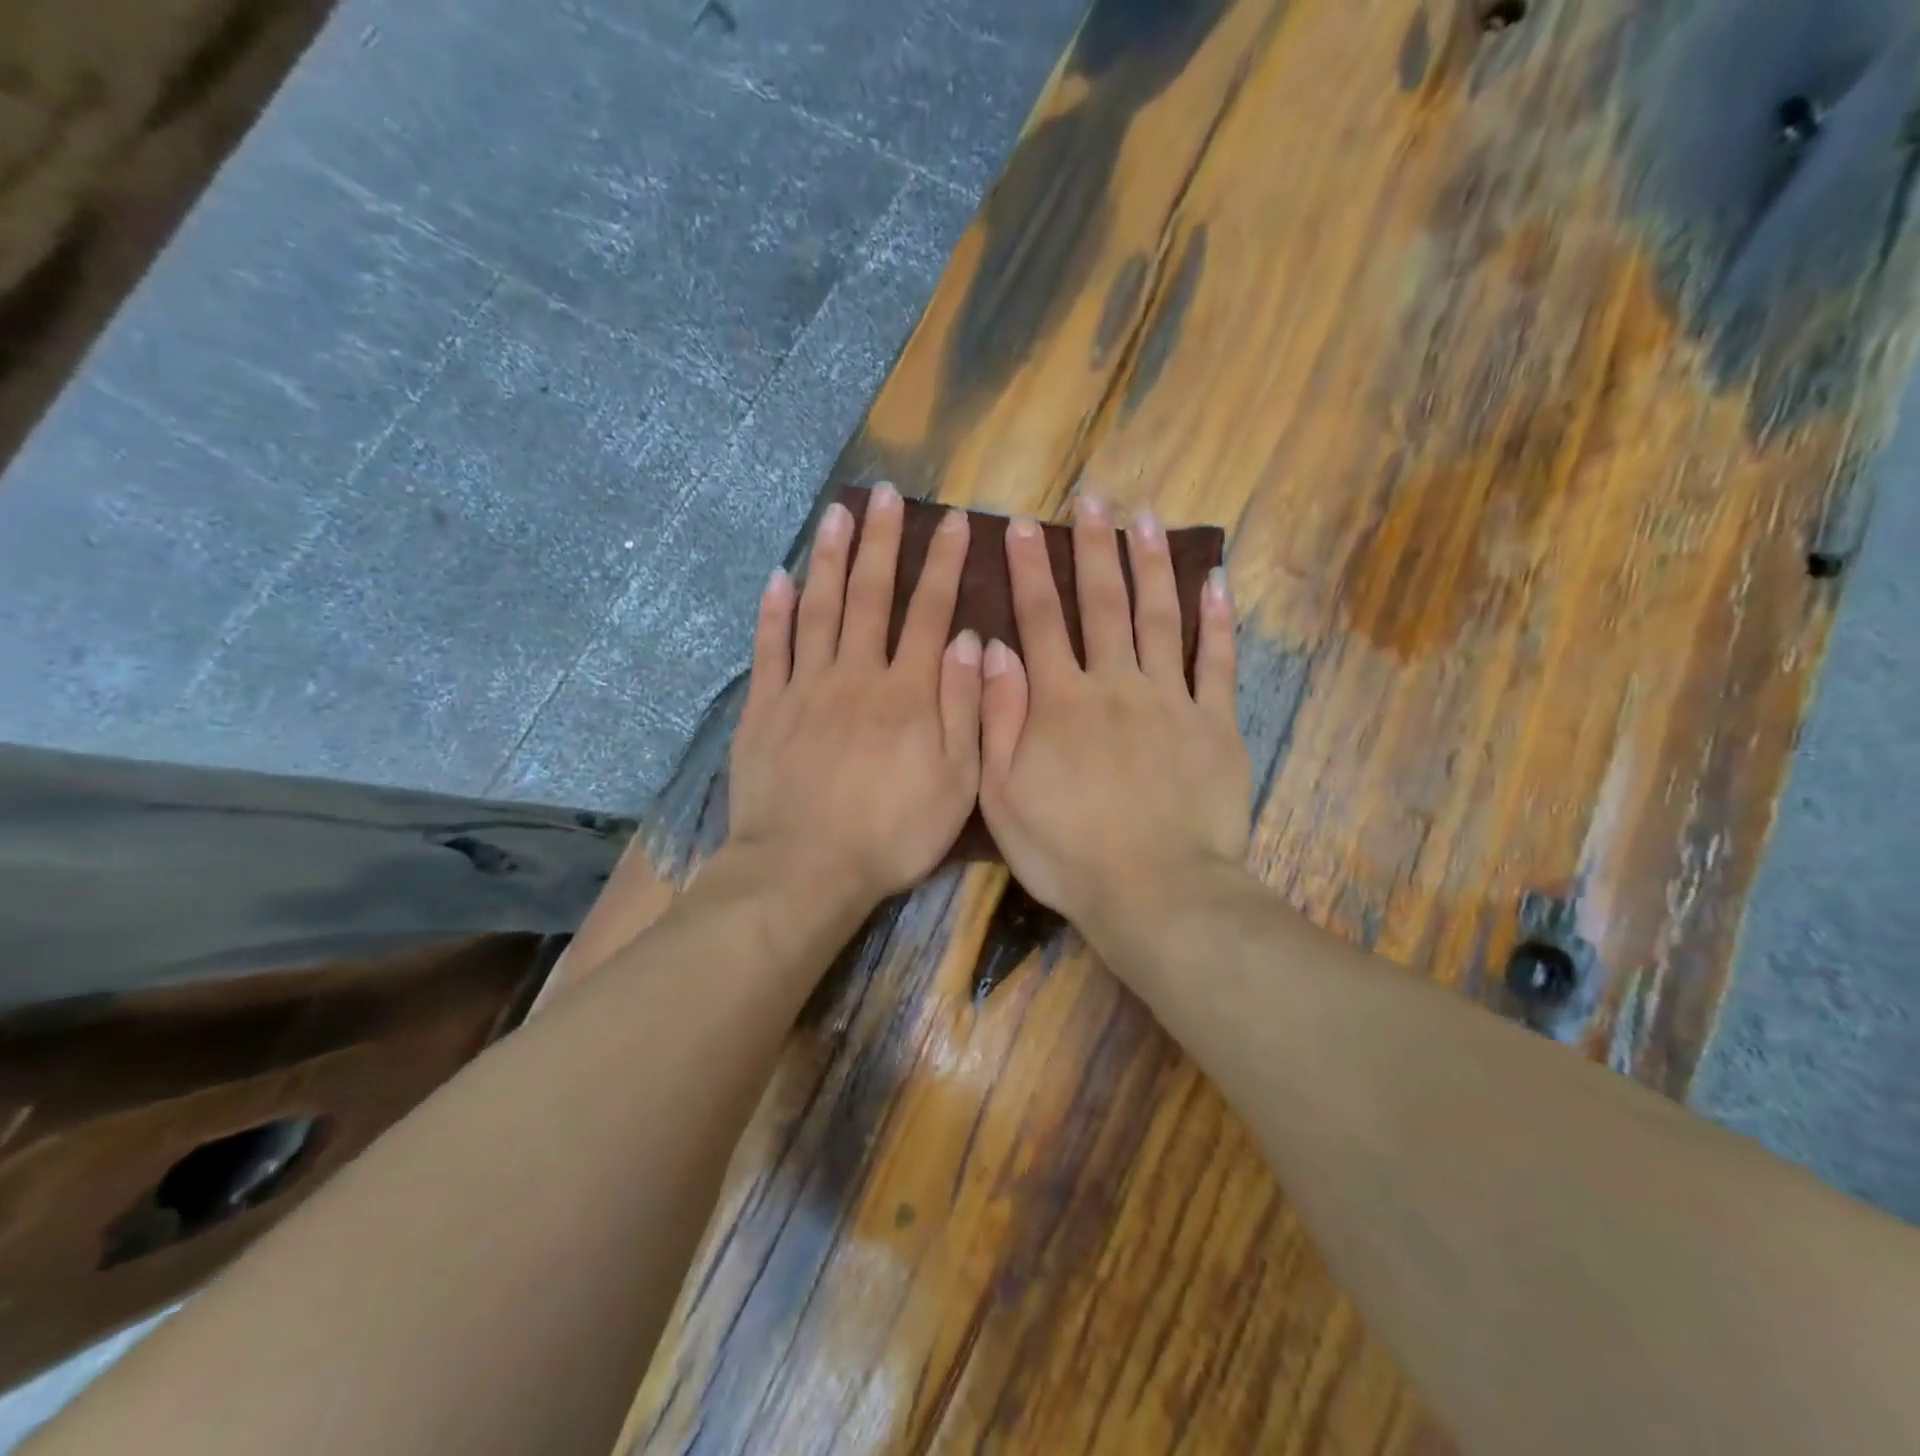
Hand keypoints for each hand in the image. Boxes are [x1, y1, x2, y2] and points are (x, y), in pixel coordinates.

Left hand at [728, 484, 982, 912]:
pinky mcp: (764, 709)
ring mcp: (804, 688)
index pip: (930, 611)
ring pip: (818, 608)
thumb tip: (969, 640)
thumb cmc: (892, 833)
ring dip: (827, 558)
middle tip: (884, 493)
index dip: (943, 563)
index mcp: (907, 692)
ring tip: (835, 513)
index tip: (953, 521)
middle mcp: (856, 675)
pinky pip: (769, 650)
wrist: (805, 870)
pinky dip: (773, 612)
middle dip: (880, 541)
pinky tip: (777, 579)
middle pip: (869, 595)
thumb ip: (966, 708)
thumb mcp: (957, 782)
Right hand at [978, 497, 1251, 943]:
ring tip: (1146, 517)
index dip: (1029, 569)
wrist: (1155, 892)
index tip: (1021, 525)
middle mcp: (1115, 684)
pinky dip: (1219, 620)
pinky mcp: (1216, 724)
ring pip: (1160, 617)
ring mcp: (1171, 700)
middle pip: (1103, 603)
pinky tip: (1216, 580)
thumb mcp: (1002, 796)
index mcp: (1060, 701)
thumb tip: (992, 648)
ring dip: (1150, 564)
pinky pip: (1219, 662)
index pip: (1040, 619)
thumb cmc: (1067, 853)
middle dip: (1093, 547)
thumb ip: (997, 718)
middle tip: (1092, 498)